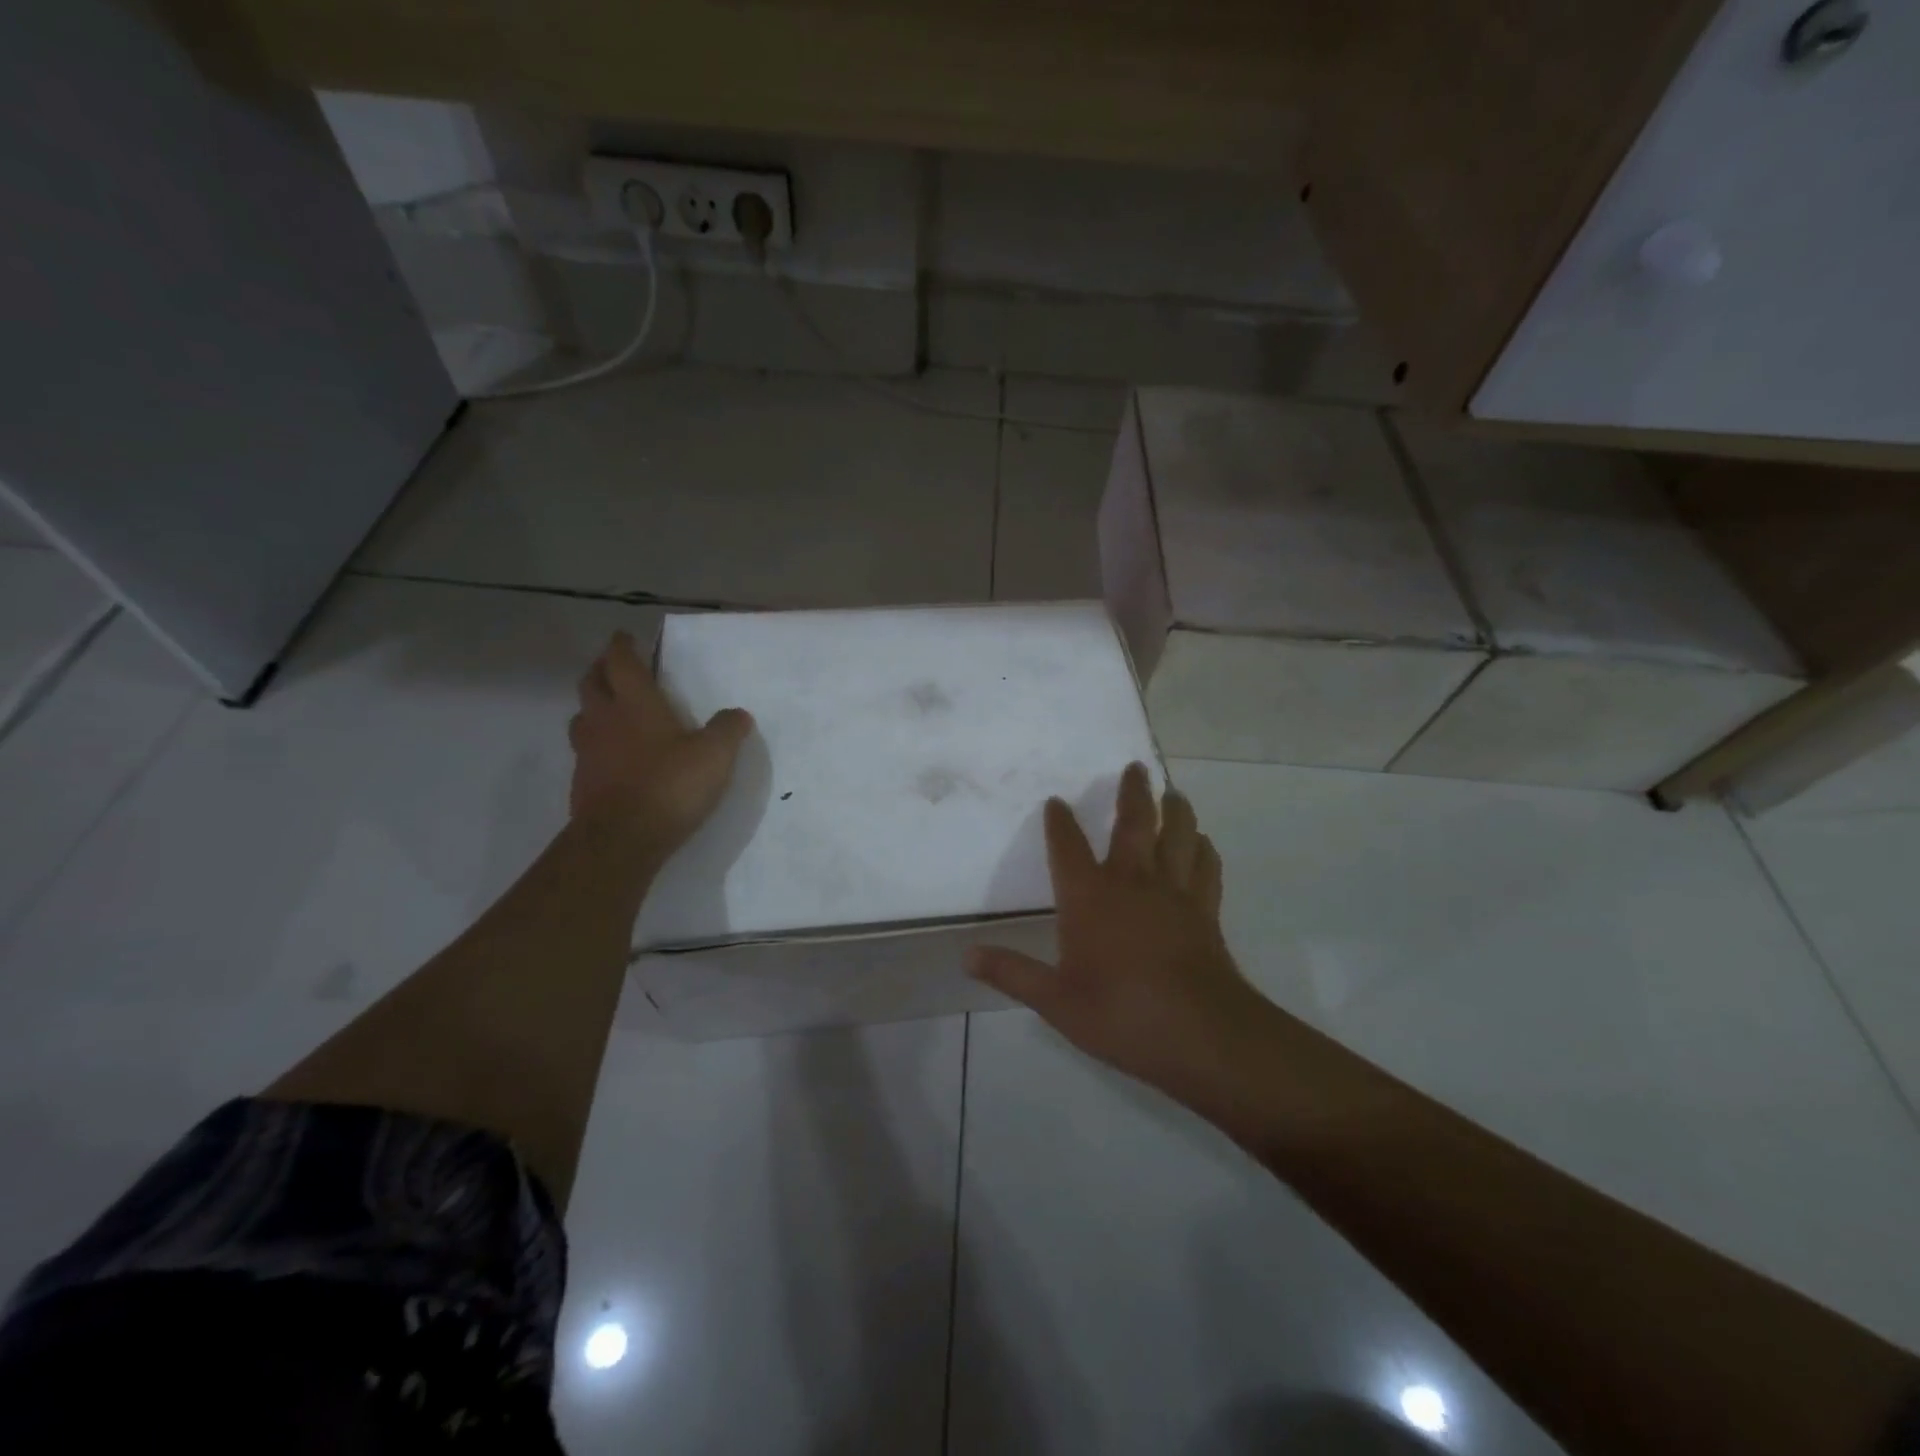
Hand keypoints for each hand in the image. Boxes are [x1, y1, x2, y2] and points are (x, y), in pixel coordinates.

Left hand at [568, 630, 753, 855]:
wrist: (622, 839)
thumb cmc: (670, 785)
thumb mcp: (715, 755)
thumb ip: (727, 729)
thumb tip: (738, 714)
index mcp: (636, 703)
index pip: (621, 662)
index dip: (622, 646)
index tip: (625, 636)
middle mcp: (605, 720)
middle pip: (591, 683)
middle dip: (601, 669)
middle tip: (614, 667)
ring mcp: (587, 752)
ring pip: (582, 716)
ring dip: (593, 706)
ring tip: (609, 710)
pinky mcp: (582, 783)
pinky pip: (585, 752)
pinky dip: (596, 744)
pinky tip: (612, 758)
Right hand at [967, 763, 1271, 1103]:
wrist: (1199, 1033)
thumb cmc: (1119, 1013)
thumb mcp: (1055, 1000)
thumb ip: (1012, 973)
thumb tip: (967, 956)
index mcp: (1089, 897)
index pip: (1068, 847)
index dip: (1060, 822)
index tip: (1056, 801)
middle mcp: (1132, 882)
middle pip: (1133, 823)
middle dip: (1133, 793)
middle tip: (1135, 767)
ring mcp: (1174, 893)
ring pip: (1178, 836)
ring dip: (1176, 811)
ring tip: (1175, 793)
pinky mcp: (1205, 911)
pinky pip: (1206, 868)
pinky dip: (1204, 850)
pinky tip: (1203, 844)